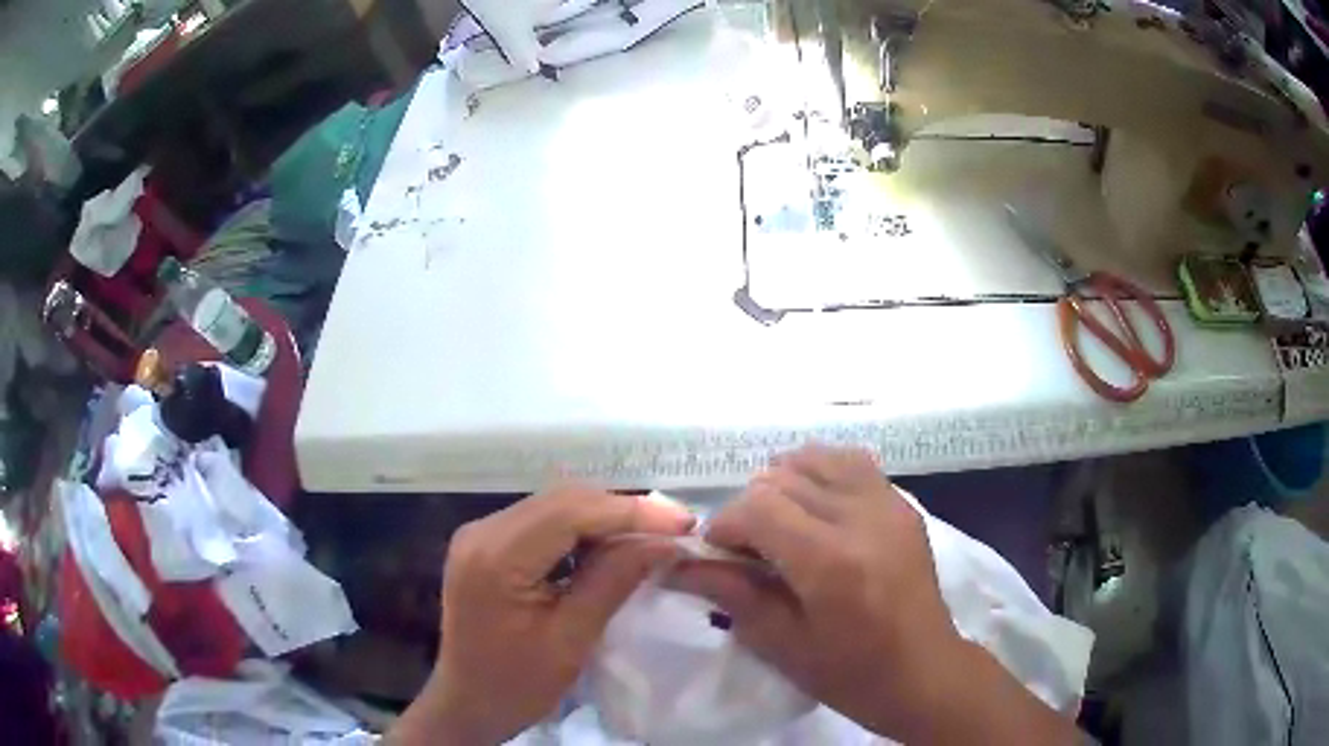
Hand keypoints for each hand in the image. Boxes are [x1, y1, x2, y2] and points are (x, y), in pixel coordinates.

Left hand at [390, 487, 694, 743]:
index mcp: (496, 556)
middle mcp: (481, 531)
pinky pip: (541, 523)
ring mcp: (479, 534)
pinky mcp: (485, 545)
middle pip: (562, 500)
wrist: (466, 704)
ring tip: (650, 539)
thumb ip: (615, 581)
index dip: (631, 512)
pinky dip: (580, 531)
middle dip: (621, 511)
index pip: (571, 511)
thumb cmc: (517, 685)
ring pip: (554, 506)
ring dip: (603, 519)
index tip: (682, 524)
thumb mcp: (572, 640)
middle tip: (673, 530)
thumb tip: (664, 542)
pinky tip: (608, 548)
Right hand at [669, 445, 965, 740]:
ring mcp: (888, 505)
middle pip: (783, 477)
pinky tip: (816, 506)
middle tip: (751, 549)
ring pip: (817, 458)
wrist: (924, 672)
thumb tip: (679, 565)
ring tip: (782, 522)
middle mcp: (861, 519)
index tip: (721, 554)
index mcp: (829, 562)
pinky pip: (852, 463)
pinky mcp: (903, 504)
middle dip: (751, 507)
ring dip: (786, 482)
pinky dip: (822, 473)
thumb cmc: (850, 673)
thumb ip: (732, 594)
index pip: (758, 505)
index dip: (726, 524)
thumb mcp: (781, 645)